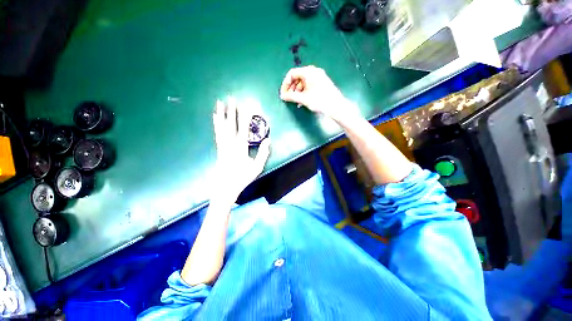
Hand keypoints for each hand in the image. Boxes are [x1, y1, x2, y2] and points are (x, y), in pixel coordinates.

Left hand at [212, 98, 270, 202]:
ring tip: (219, 103)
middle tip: (231, 98)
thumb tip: (268, 140)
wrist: (225, 187)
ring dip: (221, 114)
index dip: (245, 116)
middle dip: (232, 111)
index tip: (246, 106)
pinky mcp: (219, 148)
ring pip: (222, 127)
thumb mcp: (257, 167)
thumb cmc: (242, 177)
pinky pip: (217, 133)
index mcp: (240, 148)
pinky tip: (215, 118)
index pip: (244, 128)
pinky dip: (216, 124)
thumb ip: (263, 153)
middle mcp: (230, 144)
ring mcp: (223, 145)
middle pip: (231, 124)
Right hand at [280, 65, 353, 120]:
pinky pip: (309, 85)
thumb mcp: (303, 99)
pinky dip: (304, 91)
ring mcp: (319, 76)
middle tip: (289, 98)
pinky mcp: (322, 83)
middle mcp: (313, 71)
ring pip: (303, 82)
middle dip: (291, 88)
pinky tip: (302, 101)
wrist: (336, 106)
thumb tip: (282, 96)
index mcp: (308, 72)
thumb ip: (291, 96)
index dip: (285, 84)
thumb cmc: (319, 101)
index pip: (292, 73)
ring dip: (297, 91)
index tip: (283, 93)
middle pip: (298, 77)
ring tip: (296, 101)